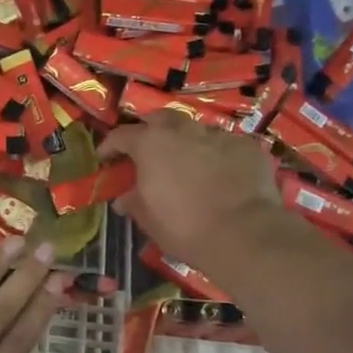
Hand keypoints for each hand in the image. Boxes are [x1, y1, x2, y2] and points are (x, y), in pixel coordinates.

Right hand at [100, 113, 282, 267]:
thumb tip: (123, 199)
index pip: (122, 135)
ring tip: (187, 162)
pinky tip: (221, 173)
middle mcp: (183, 130)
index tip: (105, 157)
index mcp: (151, 144)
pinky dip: (218, 155)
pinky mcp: (248, 146)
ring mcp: (219, 135)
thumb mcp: (149, 219)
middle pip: (161, 119)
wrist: (244, 234)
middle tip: (148, 149)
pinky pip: (226, 145)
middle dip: (151, 130)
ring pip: (196, 130)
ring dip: (186, 142)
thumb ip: (134, 202)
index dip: (110, 145)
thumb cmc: (184, 228)